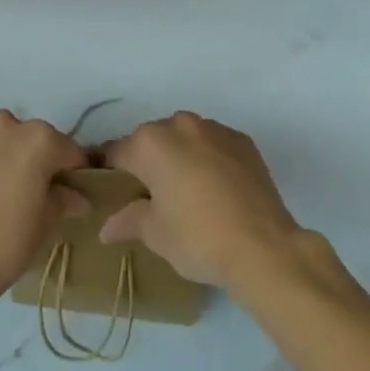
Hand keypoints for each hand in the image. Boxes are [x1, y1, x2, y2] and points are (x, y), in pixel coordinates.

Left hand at [0, 110, 88, 302]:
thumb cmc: (5, 244)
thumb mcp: (45, 225)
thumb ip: (65, 200)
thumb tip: (78, 197)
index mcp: (38, 138)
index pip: (68, 151)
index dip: (73, 172)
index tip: (71, 193)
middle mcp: (5, 123)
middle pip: (31, 139)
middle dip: (35, 161)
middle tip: (31, 194)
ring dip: (3, 156)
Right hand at [99, 112, 304, 288]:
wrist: (263, 246)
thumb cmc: (199, 239)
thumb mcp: (157, 235)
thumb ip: (129, 221)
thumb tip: (106, 227)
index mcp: (150, 143)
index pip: (117, 151)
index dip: (108, 169)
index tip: (107, 186)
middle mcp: (179, 124)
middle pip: (152, 140)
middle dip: (148, 163)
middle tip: (151, 197)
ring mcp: (213, 128)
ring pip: (185, 137)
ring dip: (180, 156)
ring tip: (187, 192)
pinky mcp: (241, 139)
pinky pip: (214, 143)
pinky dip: (209, 158)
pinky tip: (216, 189)